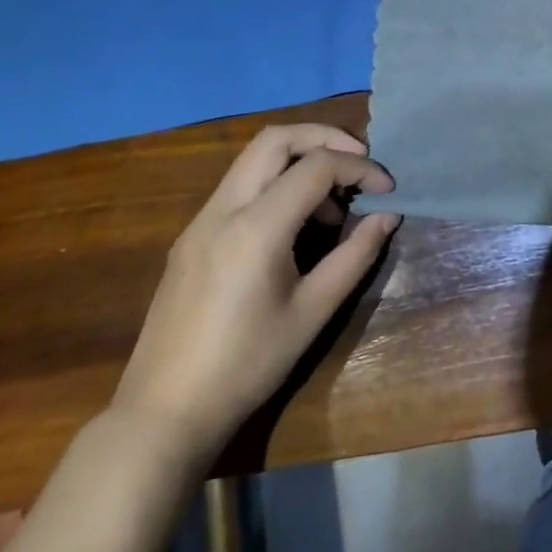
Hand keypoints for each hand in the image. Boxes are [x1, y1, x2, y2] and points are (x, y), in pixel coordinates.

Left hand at [111, 124, 398, 460]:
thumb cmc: (247, 365)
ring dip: (299, 161)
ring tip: (331, 206)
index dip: (360, 168)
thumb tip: (387, 216)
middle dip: (324, 138)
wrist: (163, 413)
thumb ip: (355, 255)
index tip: (388, 189)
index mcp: (256, 227)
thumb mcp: (313, 311)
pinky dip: (276, 184)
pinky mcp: (191, 238)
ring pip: (254, 159)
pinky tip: (295, 227)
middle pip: (275, 139)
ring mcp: (200, 221)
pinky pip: (239, 187)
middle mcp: (223, 210)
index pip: (317, 166)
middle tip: (360, 162)